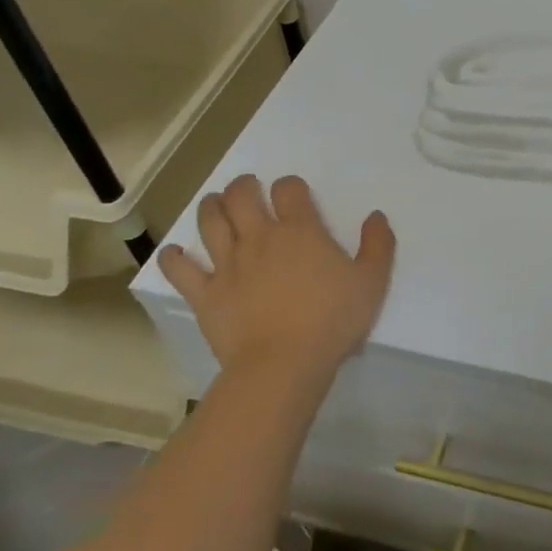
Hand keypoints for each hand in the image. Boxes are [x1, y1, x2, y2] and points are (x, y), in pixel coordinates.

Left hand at [158, 175, 395, 387]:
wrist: (283, 365)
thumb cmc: (332, 320)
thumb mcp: (372, 281)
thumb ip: (378, 244)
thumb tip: (376, 216)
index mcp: (300, 230)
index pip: (289, 190)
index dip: (290, 186)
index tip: (293, 193)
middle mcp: (260, 238)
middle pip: (241, 197)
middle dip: (243, 186)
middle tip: (246, 187)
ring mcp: (228, 265)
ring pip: (210, 222)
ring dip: (211, 207)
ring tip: (214, 204)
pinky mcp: (205, 294)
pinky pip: (181, 270)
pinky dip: (174, 258)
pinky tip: (173, 252)